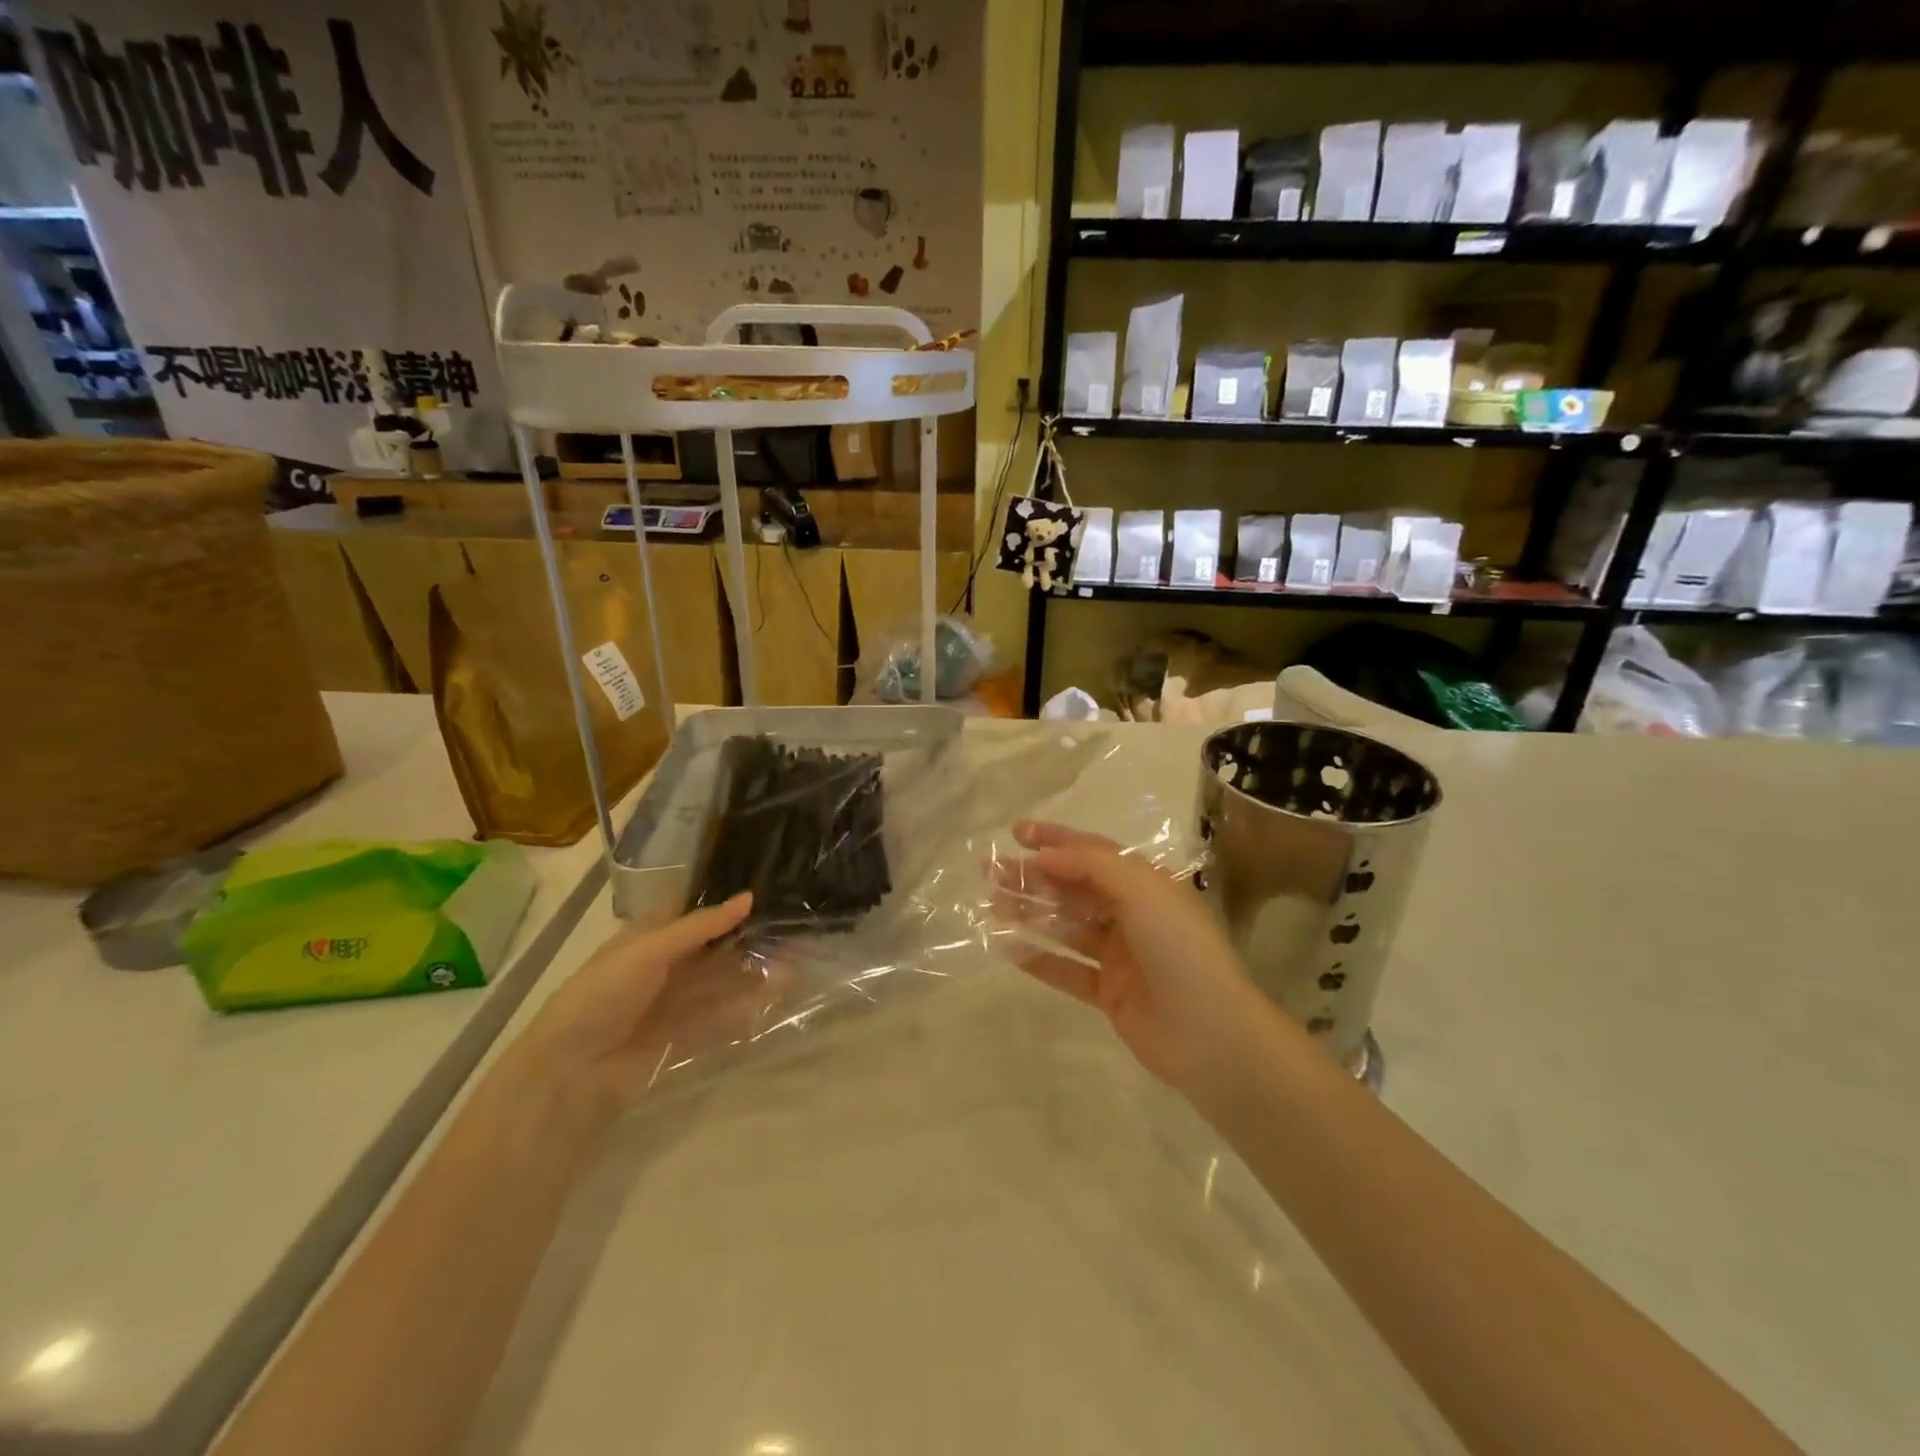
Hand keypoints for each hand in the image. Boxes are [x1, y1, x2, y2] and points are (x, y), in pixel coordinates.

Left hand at [512, 893, 771, 1114]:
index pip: (694, 912)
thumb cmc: (603, 994)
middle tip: (792, 924)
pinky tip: (779, 993)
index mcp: (649, 938)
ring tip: (796, 957)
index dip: (725, 900)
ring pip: (724, 981)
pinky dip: (750, 1004)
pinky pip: (724, 1016)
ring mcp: (677, 1003)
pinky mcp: (687, 1036)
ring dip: (755, 970)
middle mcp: (666, 967)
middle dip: (748, 937)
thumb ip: (701, 926)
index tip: (766, 886)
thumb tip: (749, 897)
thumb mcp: (648, 949)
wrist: (572, 1071)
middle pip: (714, 947)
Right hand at [992, 821, 1278, 1095]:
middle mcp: (1131, 914)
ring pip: (1066, 926)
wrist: (1212, 1035)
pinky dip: (1038, 958)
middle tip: (991, 872)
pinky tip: (1008, 949)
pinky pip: (1066, 970)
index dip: (1055, 839)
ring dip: (1030, 913)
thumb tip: (1045, 853)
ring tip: (992, 905)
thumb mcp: (1142, 890)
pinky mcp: (1109, 992)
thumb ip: (1092, 865)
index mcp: (1145, 884)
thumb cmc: (1180, 949)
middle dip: (1033, 876)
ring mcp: (1119, 955)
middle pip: (1073, 887)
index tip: (1015, 833)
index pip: (1093, 852)